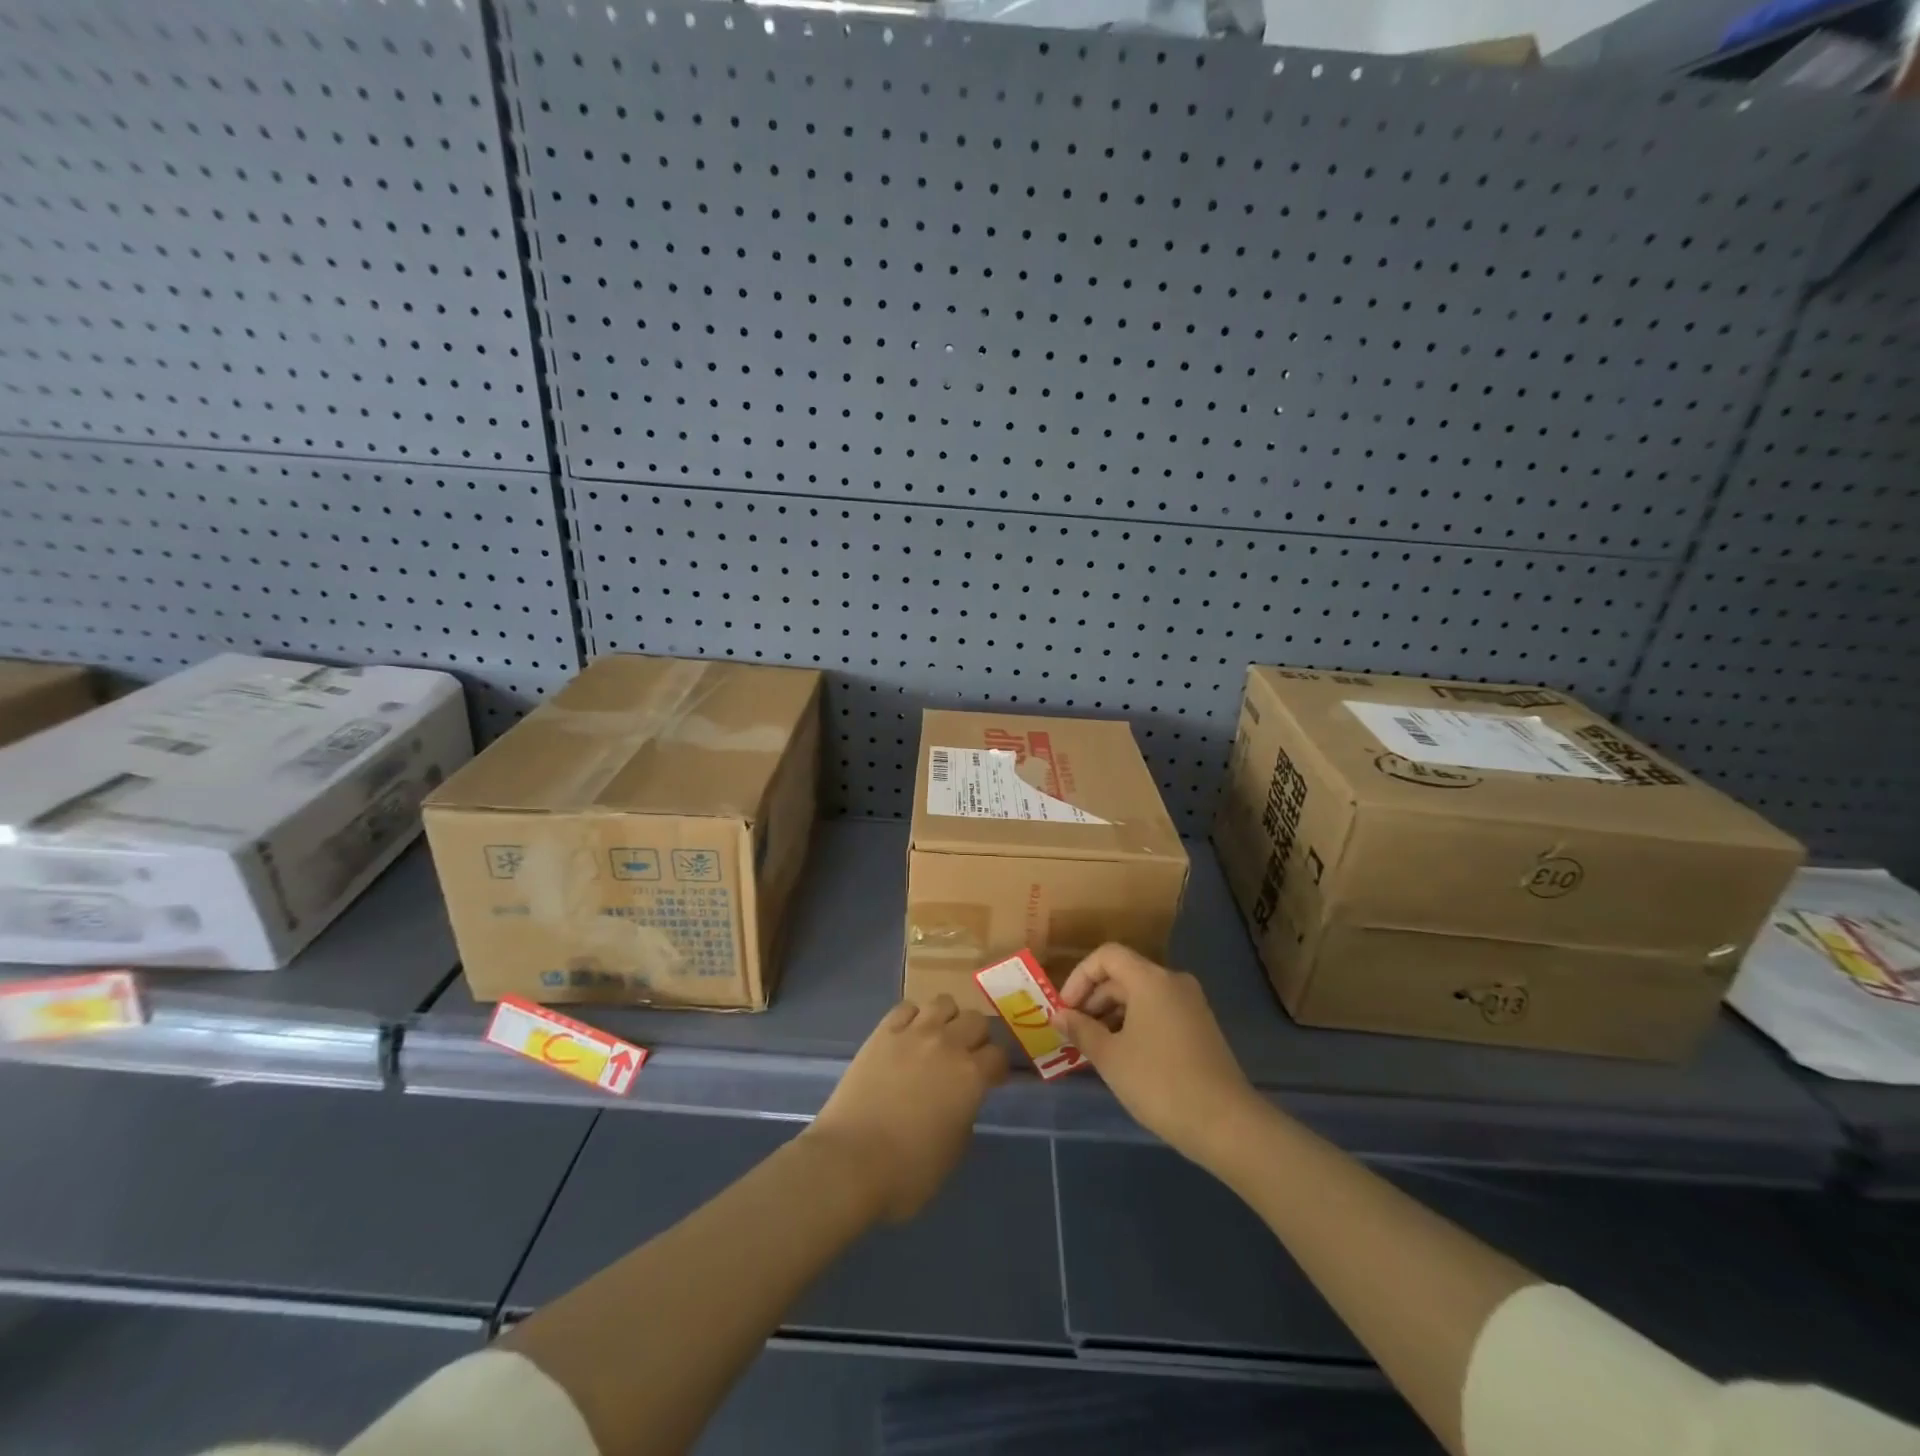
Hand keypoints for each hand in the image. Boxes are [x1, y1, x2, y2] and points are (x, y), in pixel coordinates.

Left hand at [806, 997, 1008, 1222]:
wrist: (851, 1160)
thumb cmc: (907, 1171)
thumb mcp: (953, 1152)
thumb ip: (965, 1117)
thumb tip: (960, 1102)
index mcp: (971, 1076)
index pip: (998, 1055)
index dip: (997, 1068)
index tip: (991, 1080)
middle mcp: (947, 1045)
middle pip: (975, 1020)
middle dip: (977, 1037)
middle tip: (967, 1057)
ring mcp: (913, 1033)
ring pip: (943, 1002)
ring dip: (947, 1018)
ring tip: (938, 1038)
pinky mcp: (883, 1032)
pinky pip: (906, 1007)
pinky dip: (913, 1016)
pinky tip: (908, 1035)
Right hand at [1055, 944, 1259, 1166]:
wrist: (1226, 1124)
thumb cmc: (1159, 1083)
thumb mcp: (1110, 1057)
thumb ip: (1080, 1030)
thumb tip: (1058, 1015)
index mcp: (1150, 979)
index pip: (1106, 956)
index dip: (1079, 977)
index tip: (1065, 1010)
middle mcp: (1173, 981)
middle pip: (1123, 975)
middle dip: (1093, 999)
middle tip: (1074, 1033)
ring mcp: (1191, 1004)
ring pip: (1140, 995)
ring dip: (1112, 1014)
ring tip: (1094, 1048)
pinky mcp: (1200, 1027)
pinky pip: (1158, 1011)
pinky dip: (1134, 1024)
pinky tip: (1123, 1056)